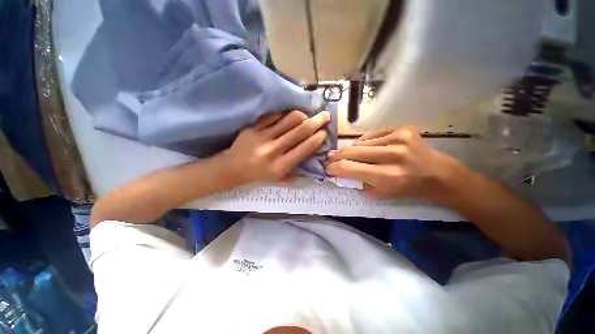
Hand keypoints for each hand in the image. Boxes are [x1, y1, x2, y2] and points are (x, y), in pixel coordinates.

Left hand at [223, 110, 329, 184]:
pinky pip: (273, 115)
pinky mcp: (252, 127)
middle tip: (325, 115)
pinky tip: (289, 114)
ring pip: (288, 120)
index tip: (324, 132)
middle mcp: (273, 151)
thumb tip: (312, 158)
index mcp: (280, 166)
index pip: (304, 148)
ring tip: (307, 115)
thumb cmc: (258, 175)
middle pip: (300, 131)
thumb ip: (296, 171)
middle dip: (316, 122)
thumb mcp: (279, 179)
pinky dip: (284, 113)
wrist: (232, 168)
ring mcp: (262, 137)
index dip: (317, 138)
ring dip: (302, 115)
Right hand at [325, 126, 460, 202]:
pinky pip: (372, 135)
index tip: (327, 168)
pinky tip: (364, 148)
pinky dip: (364, 143)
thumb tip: (340, 172)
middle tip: (330, 158)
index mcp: (388, 176)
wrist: (438, 175)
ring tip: (347, 155)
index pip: (348, 168)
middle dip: (337, 156)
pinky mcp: (402, 129)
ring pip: (360, 142)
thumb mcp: (381, 194)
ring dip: (351, 150)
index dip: (334, 168)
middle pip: (352, 152)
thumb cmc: (409, 189)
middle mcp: (393, 155)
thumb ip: (358, 182)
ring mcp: (399, 138)